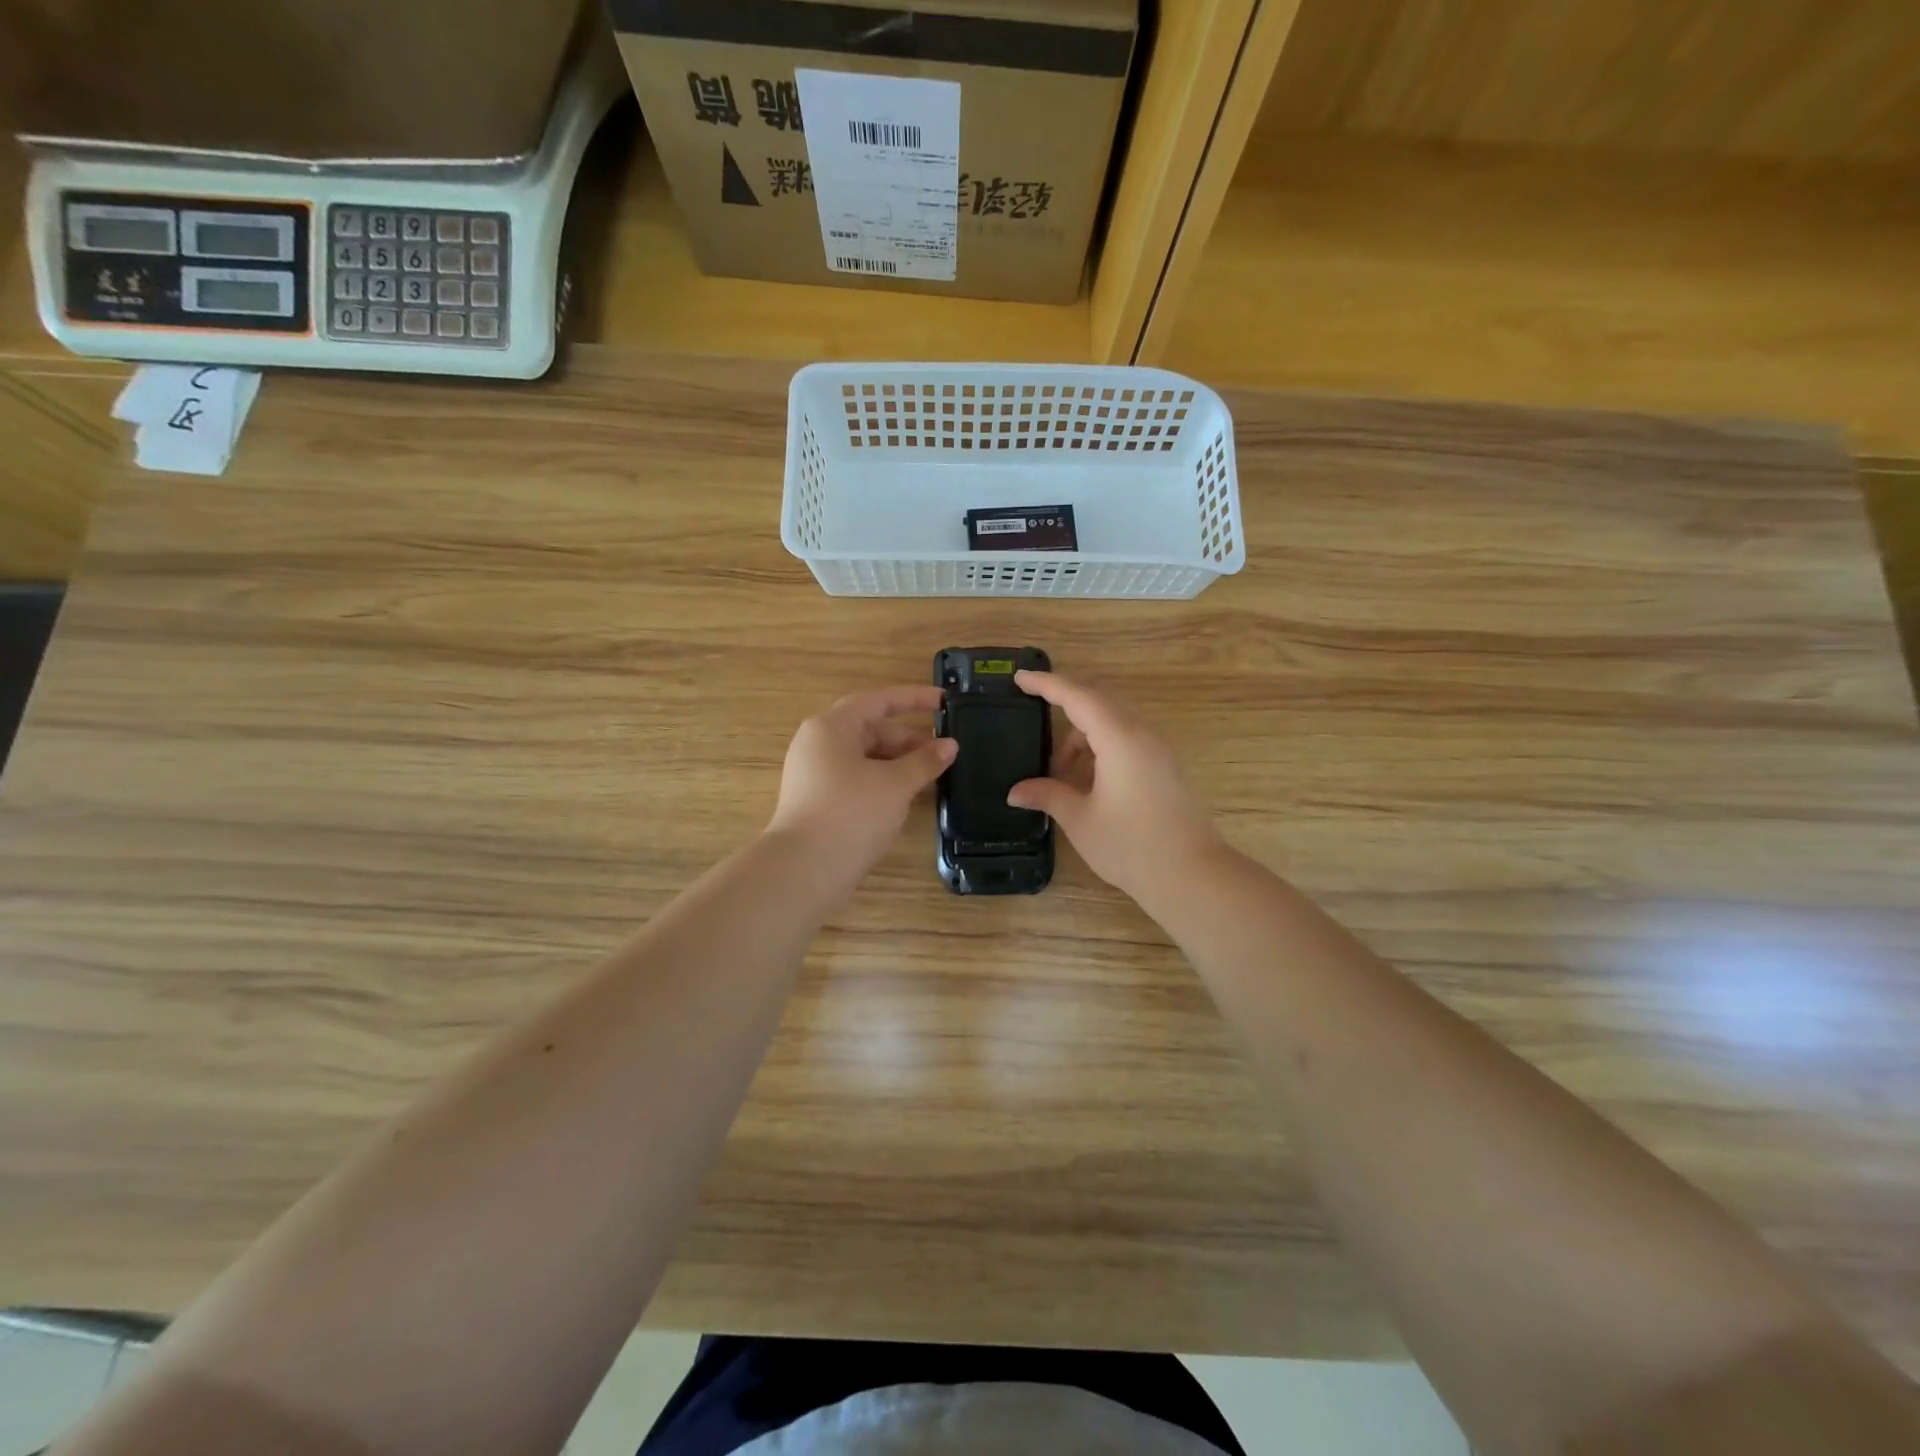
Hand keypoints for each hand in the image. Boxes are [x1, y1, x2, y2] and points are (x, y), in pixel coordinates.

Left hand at [767, 686, 956, 884]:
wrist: (805, 870)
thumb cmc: (851, 814)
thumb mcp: (895, 784)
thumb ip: (924, 761)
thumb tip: (949, 746)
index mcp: (831, 727)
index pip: (877, 701)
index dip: (913, 699)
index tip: (945, 701)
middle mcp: (818, 745)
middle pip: (870, 730)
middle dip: (909, 739)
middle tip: (945, 751)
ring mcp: (816, 775)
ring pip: (865, 758)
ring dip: (899, 763)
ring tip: (932, 775)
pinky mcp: (819, 802)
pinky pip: (858, 779)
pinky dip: (884, 781)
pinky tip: (908, 796)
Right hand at [1007, 671, 1224, 902]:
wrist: (1192, 875)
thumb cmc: (1131, 845)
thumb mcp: (1080, 819)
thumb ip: (1047, 795)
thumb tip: (1016, 791)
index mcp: (1119, 738)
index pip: (1077, 697)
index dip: (1047, 684)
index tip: (1020, 677)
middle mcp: (1142, 734)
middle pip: (1098, 703)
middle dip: (1064, 708)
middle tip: (1034, 716)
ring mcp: (1158, 750)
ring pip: (1114, 724)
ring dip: (1083, 737)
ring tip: (1059, 772)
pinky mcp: (1166, 768)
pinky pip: (1128, 741)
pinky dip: (1102, 749)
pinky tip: (1088, 782)